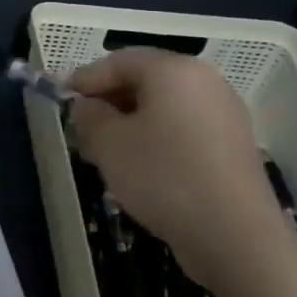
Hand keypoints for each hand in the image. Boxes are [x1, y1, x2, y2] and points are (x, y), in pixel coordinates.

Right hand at [67, 48, 289, 291]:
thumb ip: (88, 116)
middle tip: (82, 126)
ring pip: (164, 107)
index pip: (119, 61)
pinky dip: (157, 137)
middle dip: (109, 100)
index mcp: (174, 70)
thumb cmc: (162, 176)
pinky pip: (183, 128)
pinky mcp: (233, 145)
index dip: (85, 78)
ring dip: (131, 121)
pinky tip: (141, 166)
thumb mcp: (108, 143)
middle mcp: (205, 81)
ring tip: (107, 150)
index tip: (61, 98)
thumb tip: (87, 107)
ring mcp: (225, 113)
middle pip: (145, 80)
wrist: (235, 236)